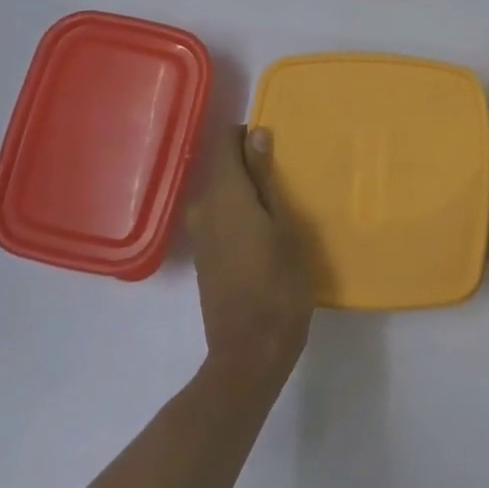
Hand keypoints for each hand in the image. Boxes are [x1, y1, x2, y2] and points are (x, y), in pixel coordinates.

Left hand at [184, 127, 313, 375]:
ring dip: (247, 193)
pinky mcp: (204, 258)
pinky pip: (220, 219)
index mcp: (225, 195)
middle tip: (288, 177)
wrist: (250, 352)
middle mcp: (203, 208)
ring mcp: (200, 235)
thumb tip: (257, 135)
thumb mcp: (285, 227)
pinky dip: (240, 215)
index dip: (247, 135)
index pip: (225, 143)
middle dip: (251, 165)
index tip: (275, 143)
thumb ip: (267, 179)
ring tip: (281, 204)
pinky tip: (265, 231)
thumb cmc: (279, 285)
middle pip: (223, 169)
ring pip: (222, 195)